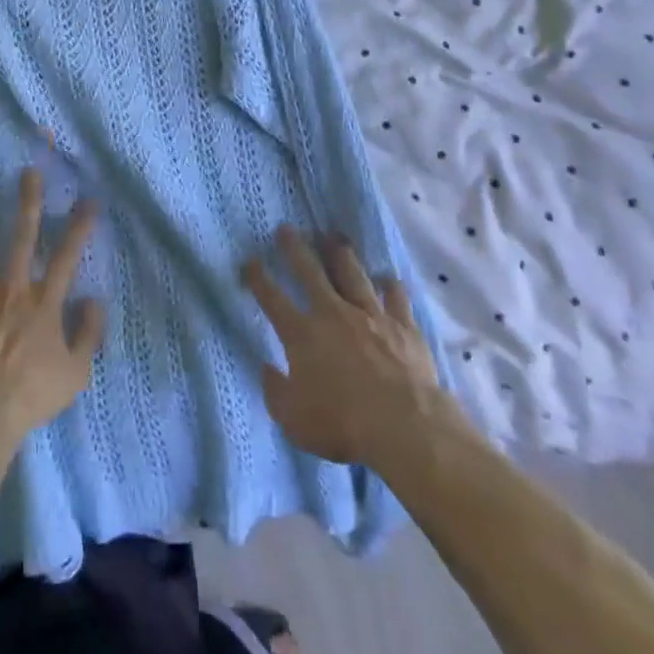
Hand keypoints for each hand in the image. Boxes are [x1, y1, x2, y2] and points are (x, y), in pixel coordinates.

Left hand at [0, 169, 105, 445]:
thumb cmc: (33, 395)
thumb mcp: (76, 373)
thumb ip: (88, 334)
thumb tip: (94, 301)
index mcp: (44, 303)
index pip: (67, 255)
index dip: (79, 226)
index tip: (88, 199)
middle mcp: (11, 292)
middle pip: (20, 240)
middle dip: (27, 204)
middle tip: (27, 173)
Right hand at [244, 227, 465, 469]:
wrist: (404, 425)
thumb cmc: (343, 425)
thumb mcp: (294, 420)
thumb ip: (275, 392)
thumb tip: (266, 369)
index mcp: (302, 334)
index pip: (272, 298)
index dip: (258, 278)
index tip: (250, 261)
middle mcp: (333, 313)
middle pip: (310, 272)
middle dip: (295, 248)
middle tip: (286, 229)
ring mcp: (370, 315)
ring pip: (352, 274)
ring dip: (340, 254)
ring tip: (334, 237)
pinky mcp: (403, 326)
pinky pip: (395, 297)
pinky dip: (390, 286)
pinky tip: (387, 278)